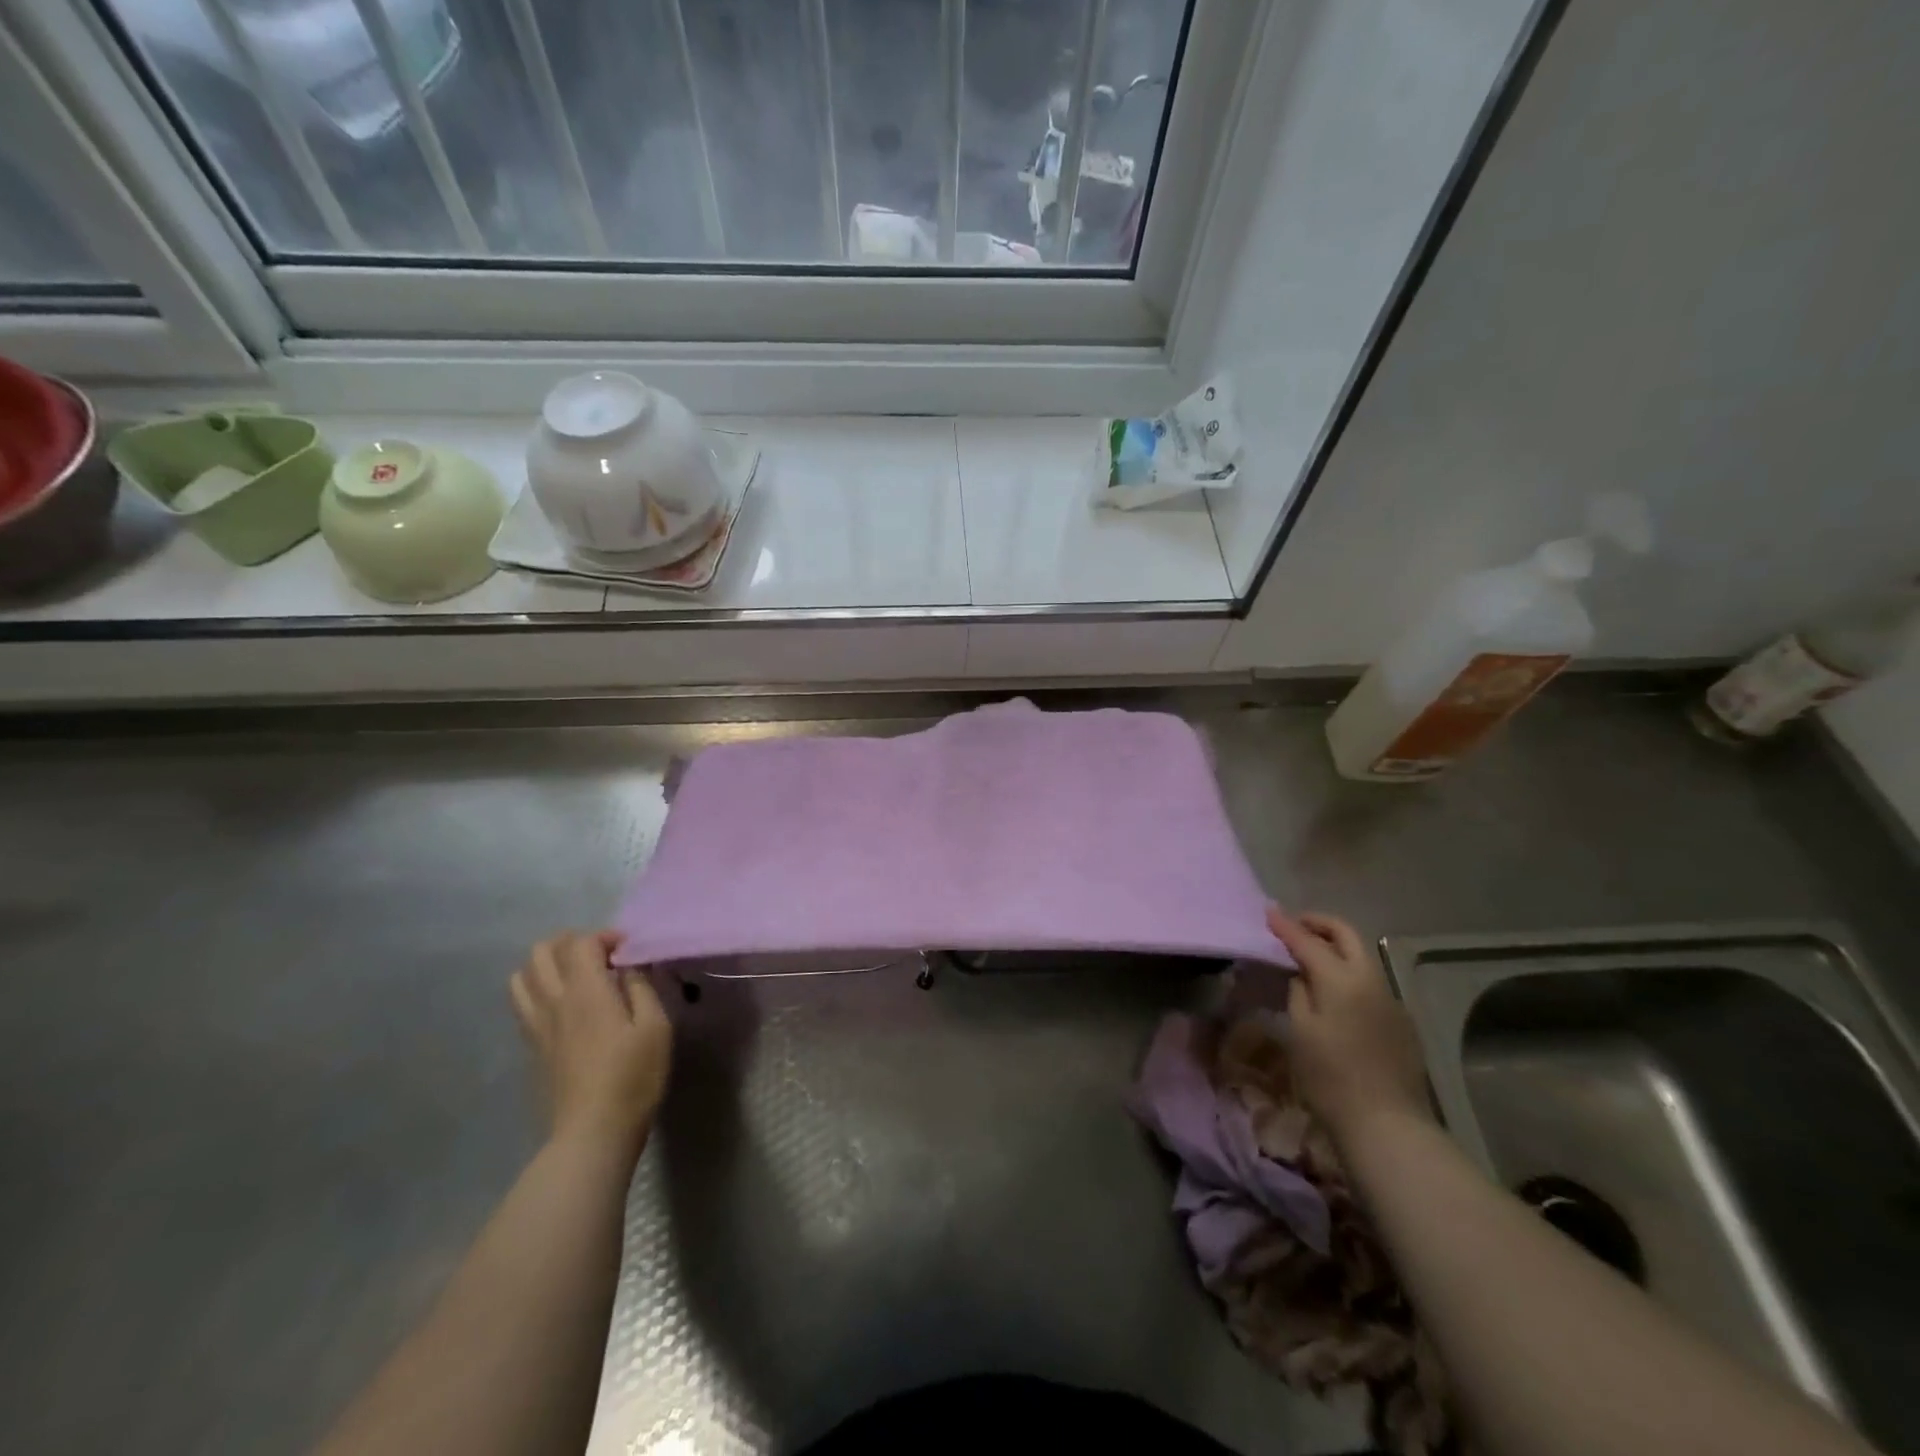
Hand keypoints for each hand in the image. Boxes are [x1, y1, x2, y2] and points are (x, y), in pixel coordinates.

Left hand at [510, 930, 672, 1153]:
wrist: (592, 1133)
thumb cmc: (633, 1077)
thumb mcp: (655, 1027)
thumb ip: (641, 987)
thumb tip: (629, 965)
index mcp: (586, 991)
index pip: (581, 942)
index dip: (605, 936)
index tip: (629, 950)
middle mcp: (554, 1001)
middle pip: (542, 951)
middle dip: (571, 942)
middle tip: (600, 956)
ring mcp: (537, 1025)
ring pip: (523, 976)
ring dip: (548, 965)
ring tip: (577, 976)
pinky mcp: (532, 1047)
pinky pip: (522, 1003)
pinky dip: (538, 990)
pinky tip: (564, 1005)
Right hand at [1267, 908, 1432, 1147]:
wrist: (1387, 1124)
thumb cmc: (1330, 1077)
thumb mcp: (1300, 1030)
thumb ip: (1299, 992)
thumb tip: (1302, 974)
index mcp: (1342, 979)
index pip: (1308, 941)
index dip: (1286, 926)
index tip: (1268, 912)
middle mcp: (1371, 980)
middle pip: (1346, 935)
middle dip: (1319, 923)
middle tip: (1294, 925)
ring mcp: (1391, 999)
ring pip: (1362, 956)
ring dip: (1336, 946)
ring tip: (1311, 955)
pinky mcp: (1401, 1021)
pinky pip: (1371, 982)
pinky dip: (1350, 972)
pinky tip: (1336, 991)